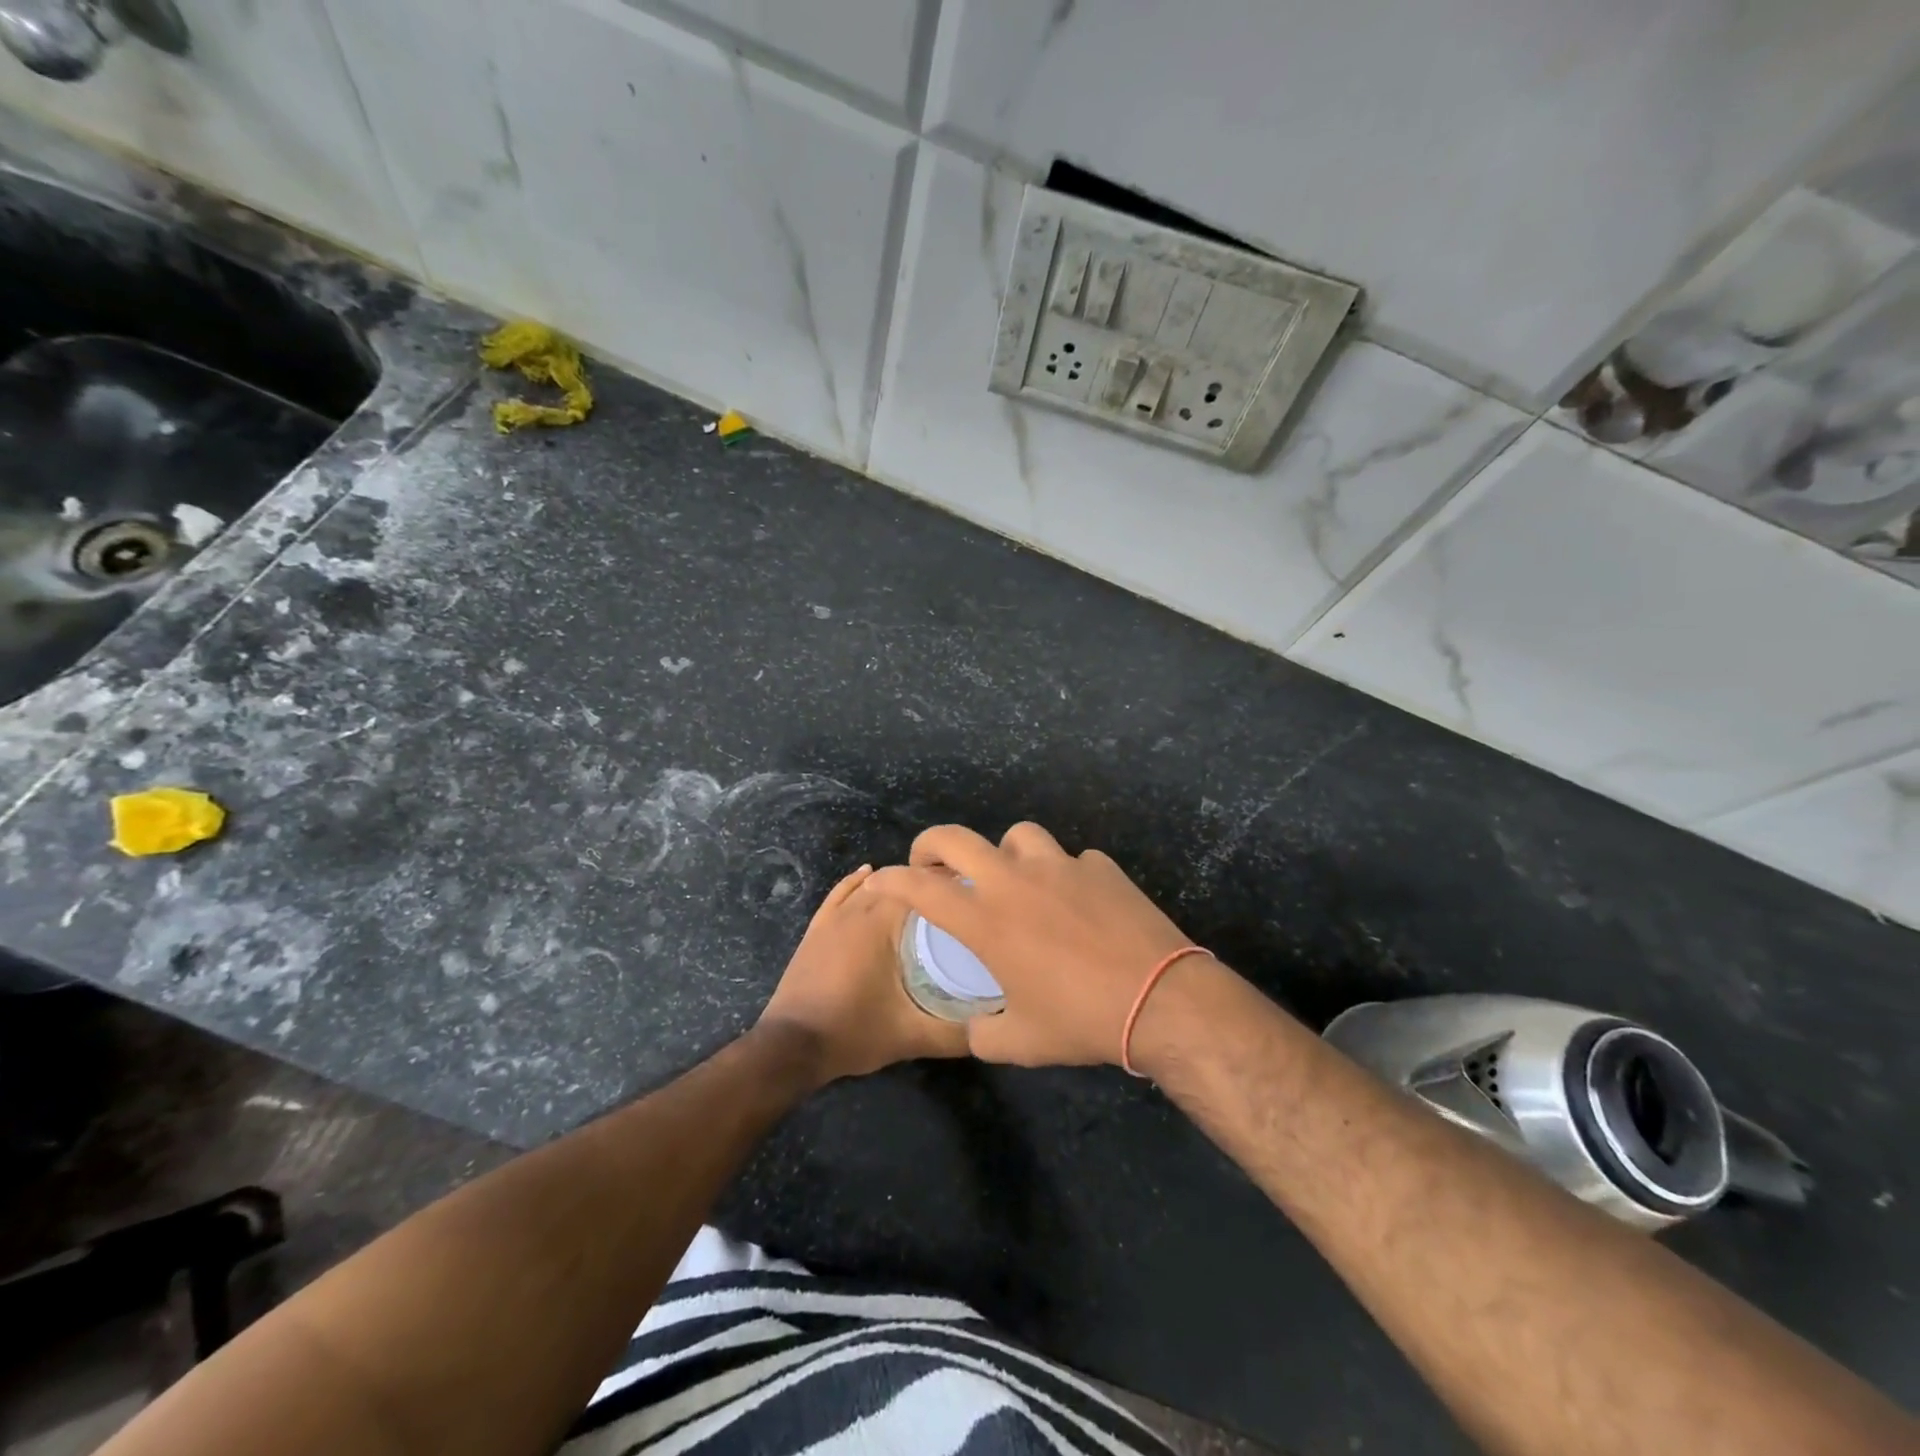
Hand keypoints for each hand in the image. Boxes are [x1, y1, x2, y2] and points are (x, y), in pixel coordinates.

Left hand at [757, 866, 968, 1083]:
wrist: (791, 1046)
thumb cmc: (854, 1033)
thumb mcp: (913, 1036)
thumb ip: (957, 1033)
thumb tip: (997, 1025)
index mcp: (883, 922)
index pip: (925, 886)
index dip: (953, 885)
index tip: (977, 894)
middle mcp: (859, 908)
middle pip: (902, 883)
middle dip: (930, 887)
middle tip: (960, 901)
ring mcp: (834, 916)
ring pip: (872, 886)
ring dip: (898, 885)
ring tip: (926, 895)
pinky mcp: (817, 928)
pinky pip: (841, 893)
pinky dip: (857, 881)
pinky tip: (868, 873)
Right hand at [866, 824, 1198, 1067]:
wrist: (1161, 1000)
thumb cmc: (1081, 1021)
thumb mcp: (1020, 1043)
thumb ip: (984, 1031)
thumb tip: (978, 1025)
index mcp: (987, 921)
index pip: (920, 888)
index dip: (891, 881)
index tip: (879, 883)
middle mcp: (1015, 881)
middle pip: (957, 838)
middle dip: (931, 845)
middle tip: (933, 865)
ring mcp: (1061, 866)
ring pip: (1018, 836)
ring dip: (1004, 854)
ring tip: (1014, 880)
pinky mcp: (1101, 867)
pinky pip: (1072, 860)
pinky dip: (1064, 876)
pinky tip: (1077, 904)